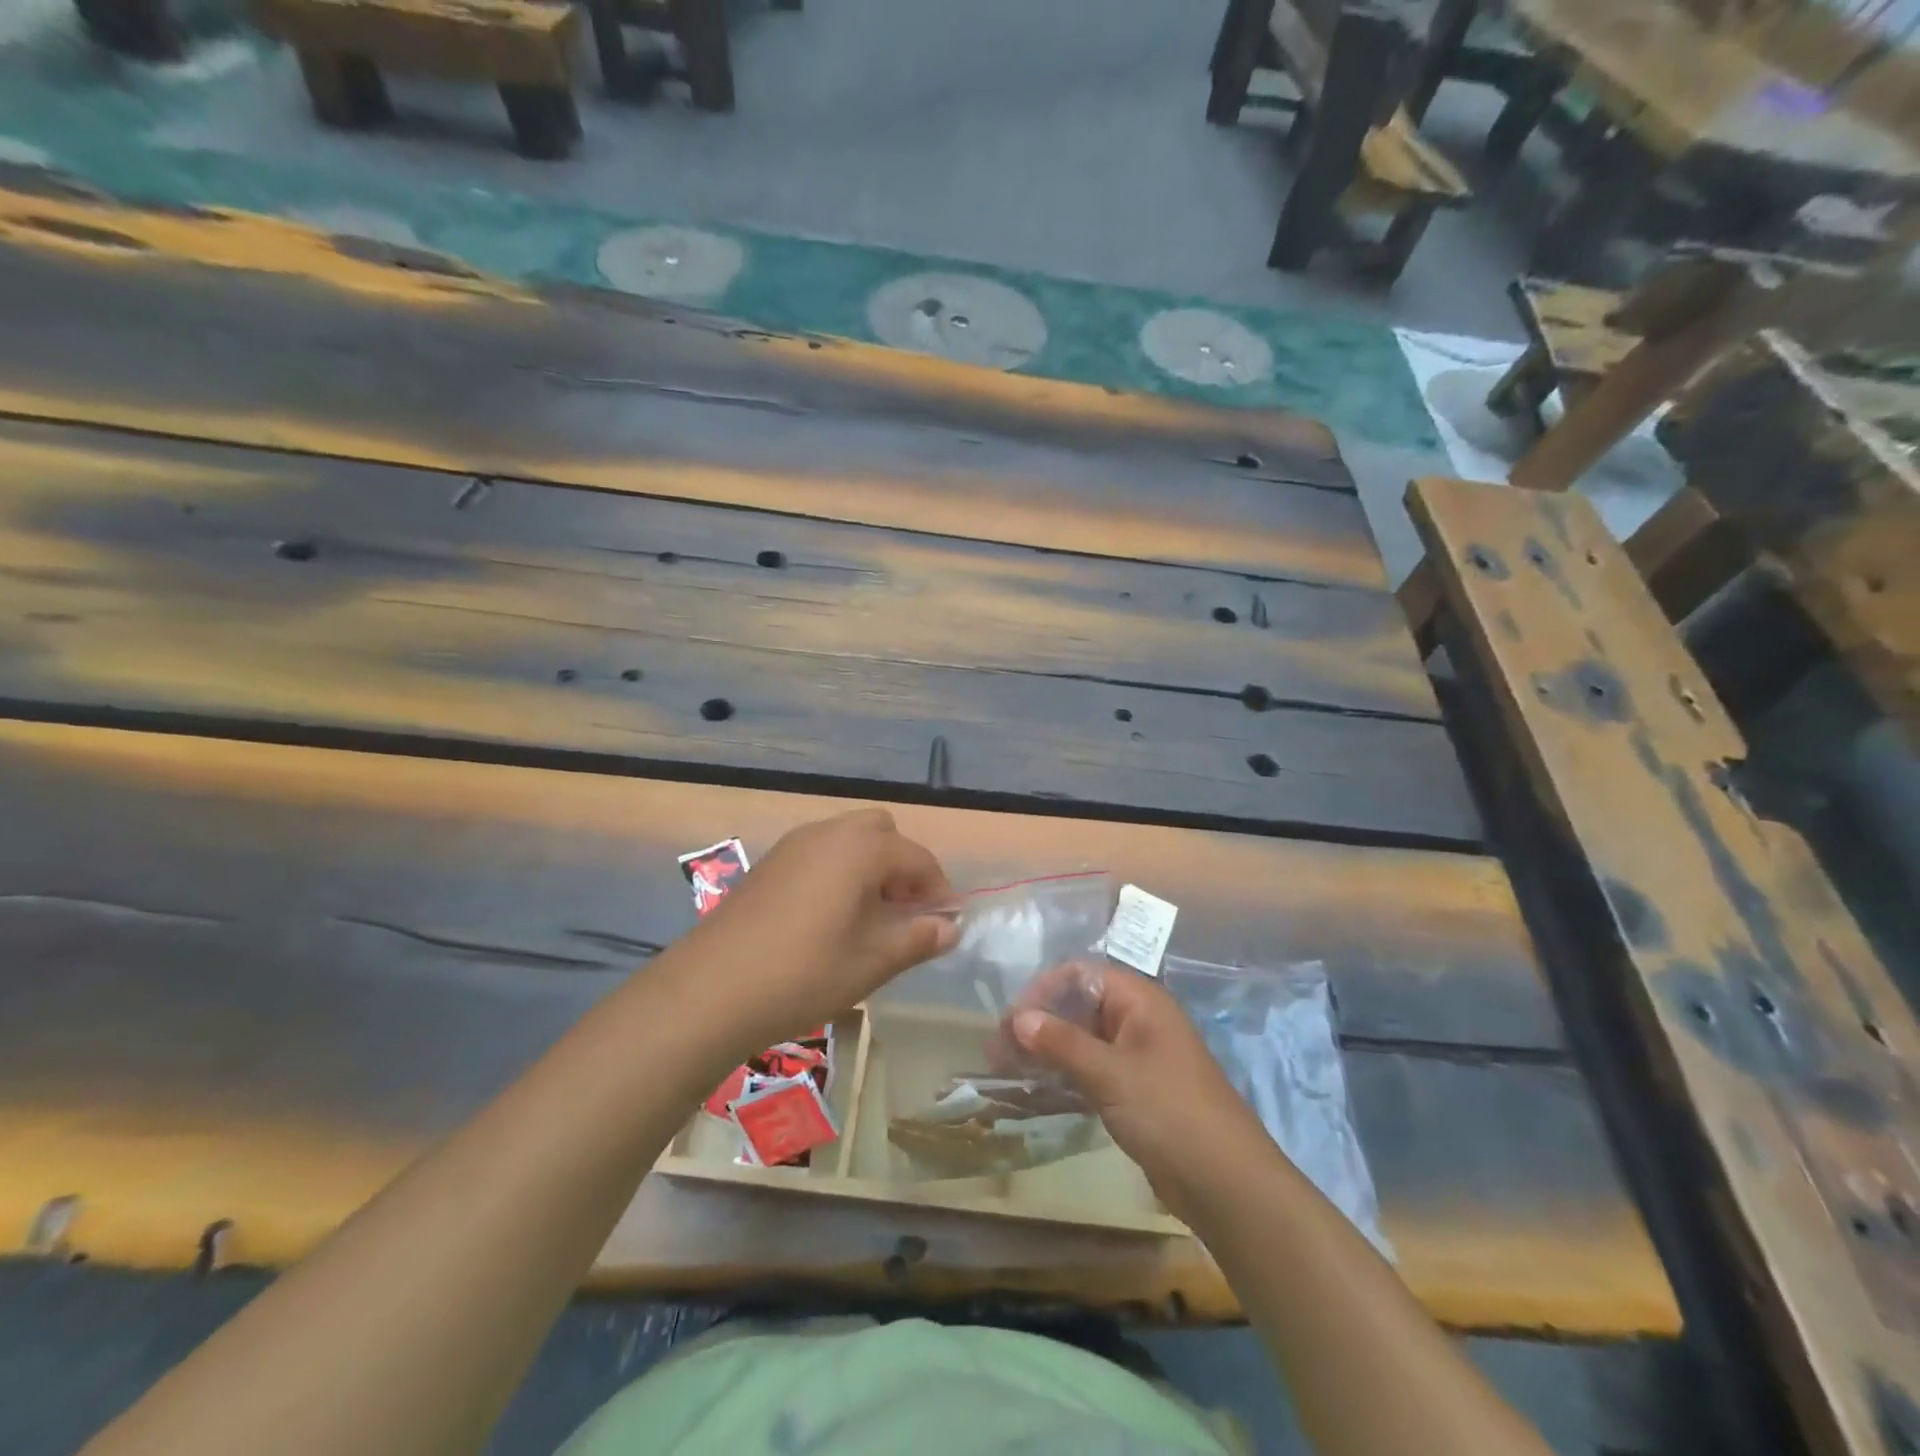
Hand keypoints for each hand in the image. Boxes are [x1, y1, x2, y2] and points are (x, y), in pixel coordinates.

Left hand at [688, 809, 957, 1050]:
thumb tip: (950, 927)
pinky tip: (829, 917)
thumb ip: (917, 939)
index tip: (944, 922)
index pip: (916, 857)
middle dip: (902, 865)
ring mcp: (794, 845)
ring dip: (870, 865)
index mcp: (860, 849)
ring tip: (869, 917)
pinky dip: (839, 870)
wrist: (710, 989)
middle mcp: (828, 833)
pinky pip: (820, 851)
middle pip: (882, 831)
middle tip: (903, 911)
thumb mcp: (871, 962)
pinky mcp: (769, 863)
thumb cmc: (804, 973)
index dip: (937, 888)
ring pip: (848, 837)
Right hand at [1011, 964, 1271, 1218]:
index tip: (1010, 1020)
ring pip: (1081, 1041)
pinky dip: (1063, 1076)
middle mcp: (1137, 1020)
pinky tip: (1034, 1090)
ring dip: (1045, 1051)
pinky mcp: (1134, 1091)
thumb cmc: (1169, 1112)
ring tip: (1006, 1071)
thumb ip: (1062, 1043)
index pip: (1080, 976)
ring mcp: (1136, 1057)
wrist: (1226, 1183)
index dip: (1042, 991)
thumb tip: (1017, 1018)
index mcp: (1140, 1001)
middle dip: (1038, 1024)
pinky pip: (1090, 1071)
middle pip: (1078, 1007)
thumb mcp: (1111, 1073)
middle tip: (998, 1052)